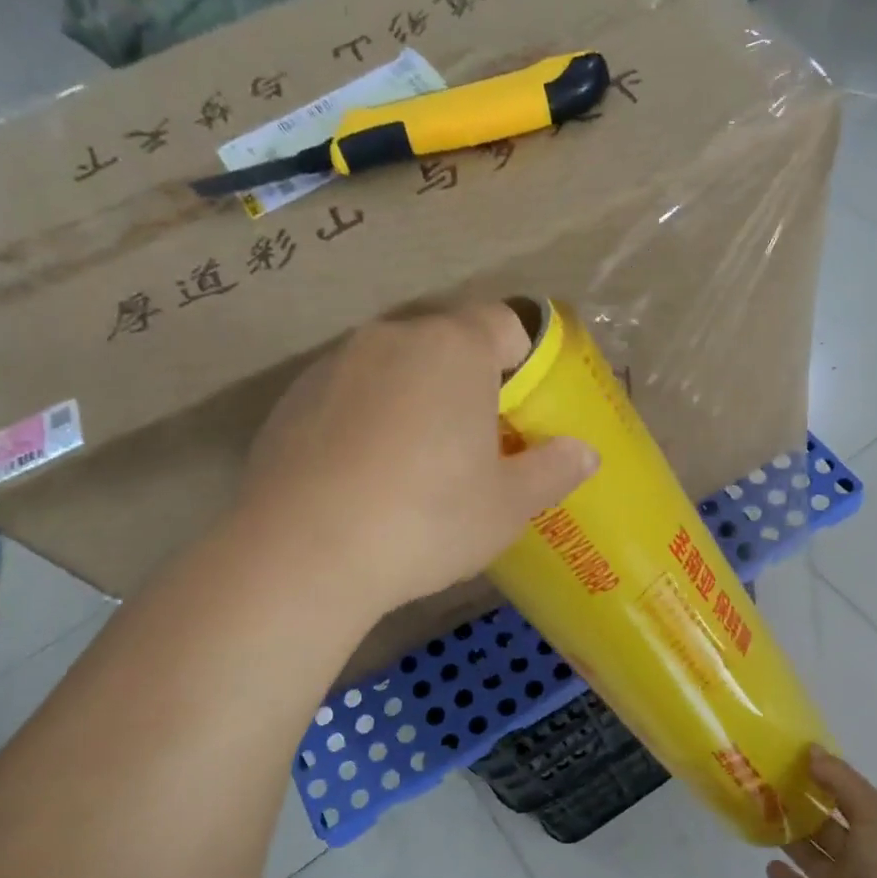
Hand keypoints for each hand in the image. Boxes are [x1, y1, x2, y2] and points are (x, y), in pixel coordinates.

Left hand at [241, 302, 596, 610]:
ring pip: (394, 369)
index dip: (523, 362)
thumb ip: (553, 469)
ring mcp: (334, 365)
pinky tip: (363, 479)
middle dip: (468, 383)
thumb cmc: (428, 519)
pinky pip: (349, 396)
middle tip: (476, 445)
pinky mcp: (291, 399)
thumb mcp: (508, 505)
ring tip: (415, 467)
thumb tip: (585, 452)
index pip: (505, 323)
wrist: (304, 554)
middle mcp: (392, 338)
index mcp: (454, 349)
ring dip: (415, 400)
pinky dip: (366, 421)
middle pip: (446, 344)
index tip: (521, 412)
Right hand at [768, 749, 876, 877]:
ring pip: (810, 856)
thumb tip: (810, 750)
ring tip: (760, 816)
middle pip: (824, 827)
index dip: (822, 779)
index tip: (790, 760)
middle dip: (800, 808)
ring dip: (790, 838)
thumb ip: (841, 781)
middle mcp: (859, 856)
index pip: (845, 798)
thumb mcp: (874, 812)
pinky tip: (767, 862)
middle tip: (765, 786)